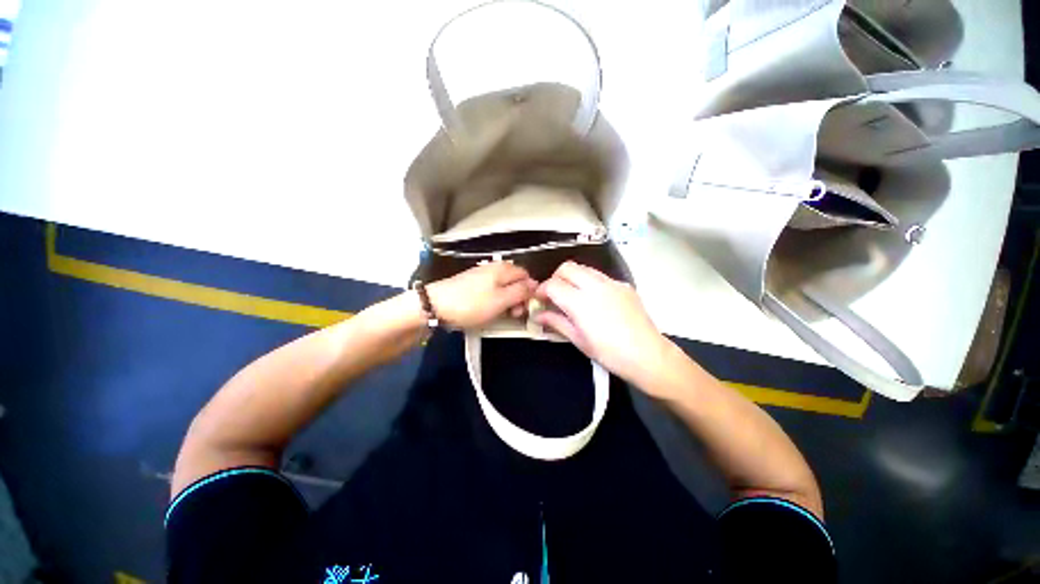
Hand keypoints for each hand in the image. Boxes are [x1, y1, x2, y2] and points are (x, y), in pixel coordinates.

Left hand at [427, 262, 537, 328]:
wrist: (436, 305)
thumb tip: (536, 284)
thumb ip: (521, 291)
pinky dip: (494, 300)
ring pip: (503, 287)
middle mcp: (494, 267)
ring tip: (500, 314)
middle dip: (518, 298)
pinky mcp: (472, 283)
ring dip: (506, 301)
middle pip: (515, 281)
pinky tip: (487, 309)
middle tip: (512, 314)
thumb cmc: (472, 304)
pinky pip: (491, 290)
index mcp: (504, 269)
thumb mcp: (501, 300)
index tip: (523, 309)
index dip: (529, 292)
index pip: (527, 276)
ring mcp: (482, 274)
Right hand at [533, 261, 671, 388]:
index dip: (542, 290)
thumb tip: (538, 315)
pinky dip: (590, 282)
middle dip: (556, 278)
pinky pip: (600, 276)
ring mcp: (612, 283)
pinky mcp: (624, 285)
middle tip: (555, 295)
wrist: (648, 355)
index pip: (553, 284)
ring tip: (574, 295)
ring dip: (573, 277)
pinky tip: (595, 300)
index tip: (540, 299)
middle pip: (566, 267)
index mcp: (580, 302)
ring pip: (584, 268)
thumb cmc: (609, 353)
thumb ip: (556, 322)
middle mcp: (595, 286)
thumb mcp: (578, 340)